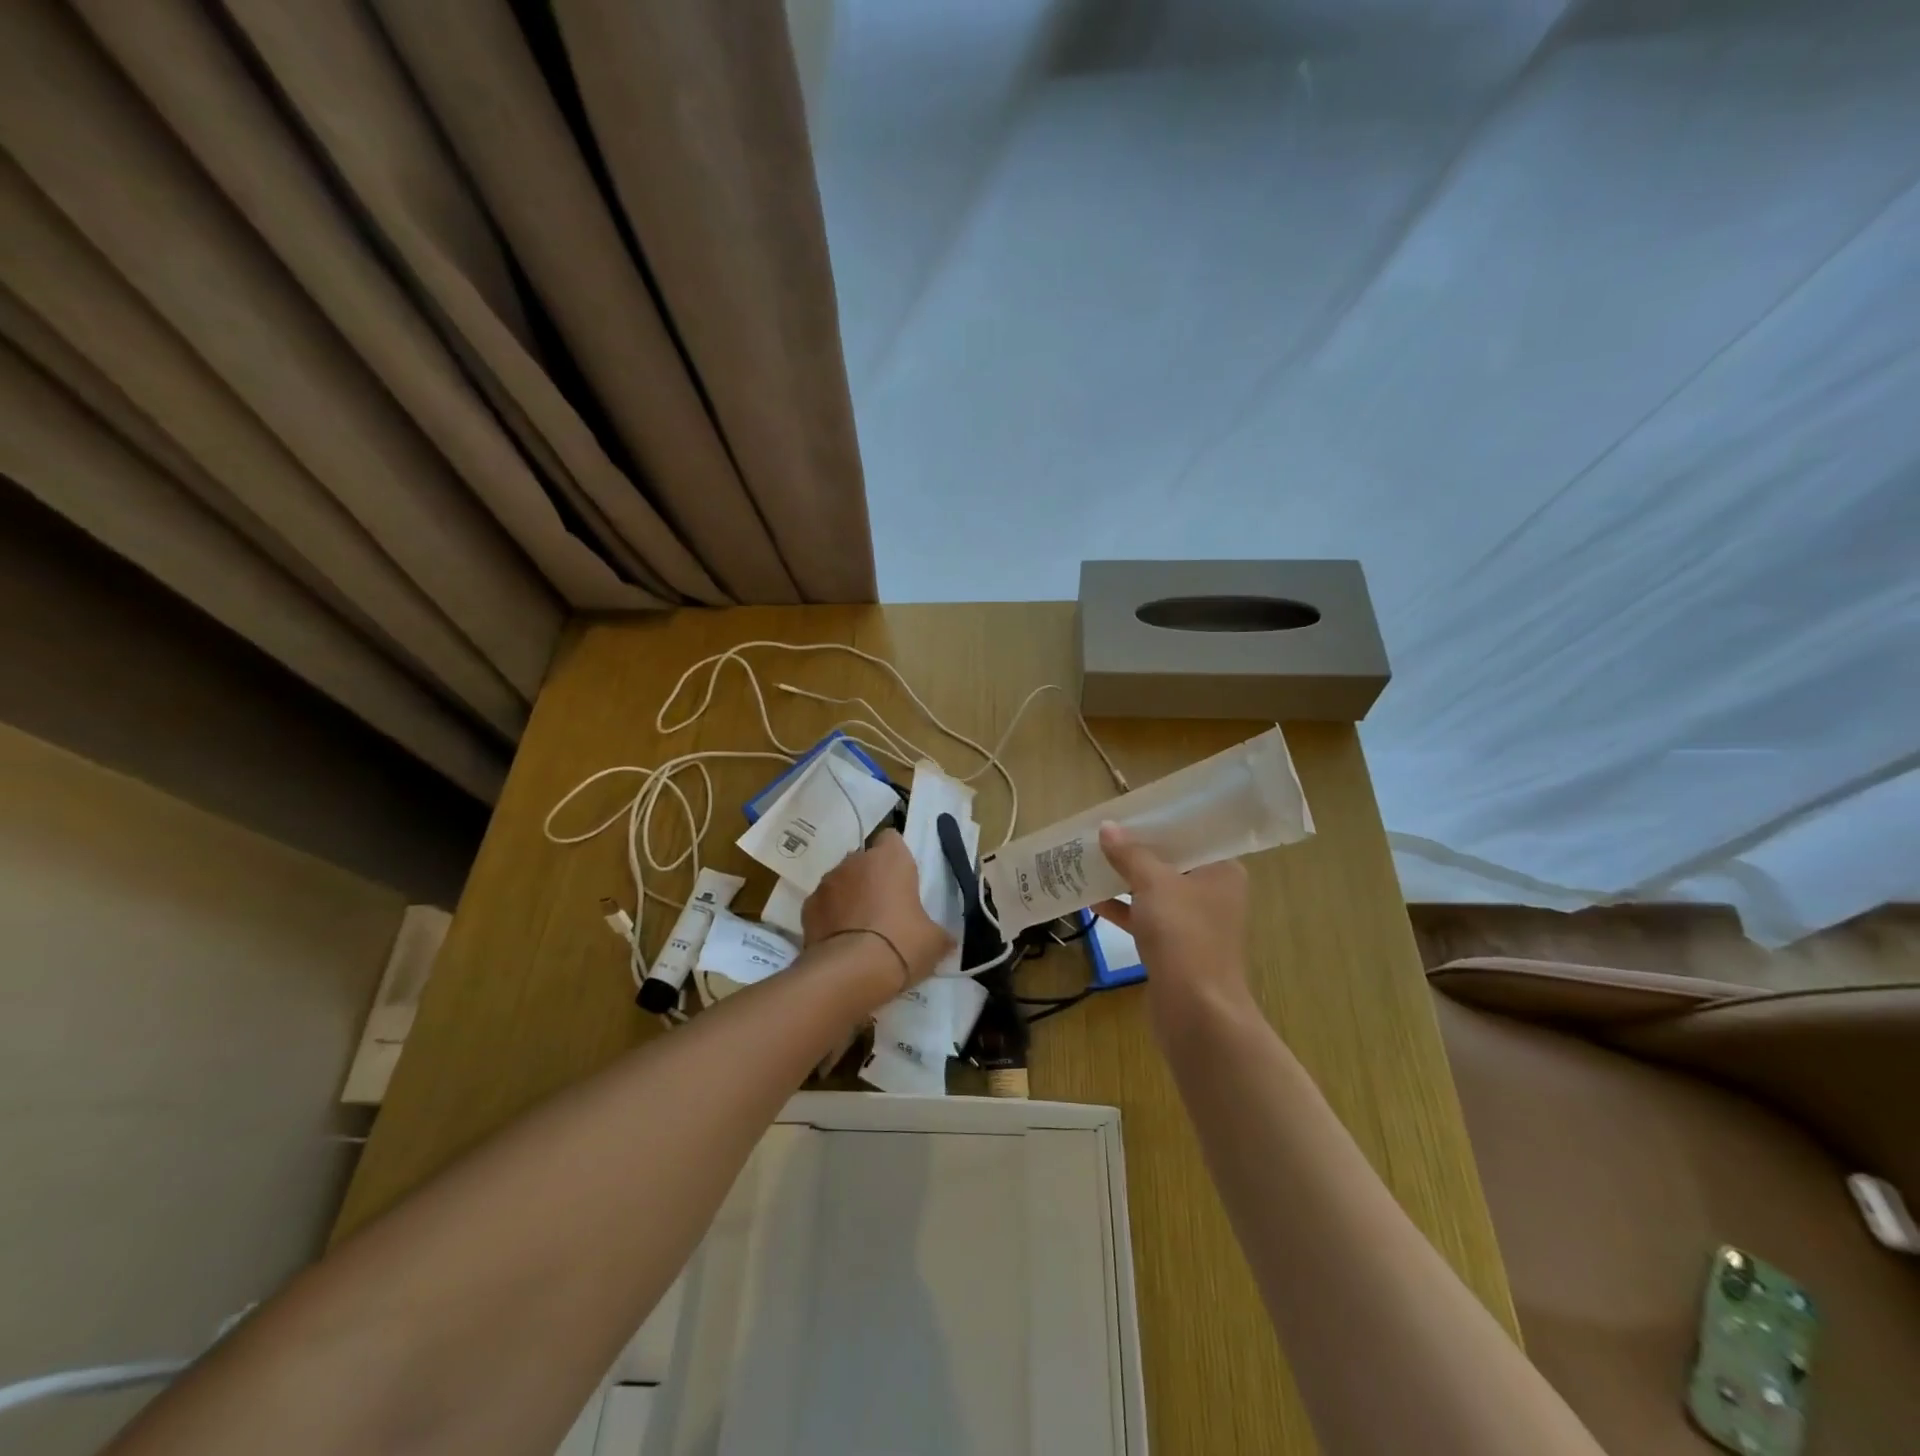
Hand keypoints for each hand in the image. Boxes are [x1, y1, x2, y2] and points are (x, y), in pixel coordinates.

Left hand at [802, 829, 952, 990]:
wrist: (849, 973)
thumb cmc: (901, 944)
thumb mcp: (934, 942)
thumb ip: (938, 932)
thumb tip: (946, 940)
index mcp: (890, 859)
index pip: (892, 839)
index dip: (897, 857)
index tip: (903, 880)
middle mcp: (855, 861)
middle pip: (864, 861)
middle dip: (872, 878)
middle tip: (885, 909)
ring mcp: (827, 883)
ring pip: (841, 881)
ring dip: (849, 897)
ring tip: (860, 929)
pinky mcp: (807, 907)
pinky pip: (823, 905)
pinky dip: (830, 917)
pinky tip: (839, 942)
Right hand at [1093, 821, 1254, 1036]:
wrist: (1196, 1011)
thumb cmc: (1184, 936)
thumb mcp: (1154, 884)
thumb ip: (1130, 854)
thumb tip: (1107, 827)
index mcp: (1222, 871)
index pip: (1191, 835)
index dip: (1159, 823)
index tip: (1127, 813)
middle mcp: (1213, 893)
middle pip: (1170, 862)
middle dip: (1135, 851)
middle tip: (1102, 833)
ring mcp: (1194, 923)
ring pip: (1155, 892)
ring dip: (1125, 879)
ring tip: (1090, 861)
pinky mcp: (1175, 948)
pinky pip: (1146, 918)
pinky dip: (1123, 909)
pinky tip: (1091, 900)